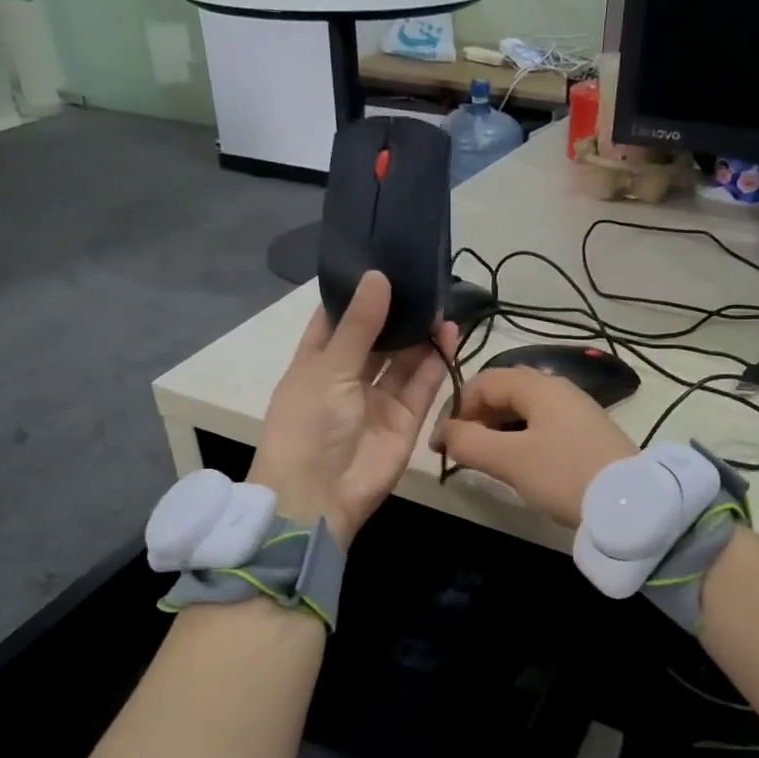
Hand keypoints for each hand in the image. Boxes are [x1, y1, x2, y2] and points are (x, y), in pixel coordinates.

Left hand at [248, 272, 455, 546]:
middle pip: (376, 337)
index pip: (337, 319)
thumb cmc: (309, 425)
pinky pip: (423, 384)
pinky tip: (449, 333)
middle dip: (397, 311)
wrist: (320, 496)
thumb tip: (378, 276)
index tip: (382, 261)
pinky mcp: (406, 418)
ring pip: (404, 359)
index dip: (357, 293)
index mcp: (316, 362)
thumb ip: (359, 325)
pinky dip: (436, 360)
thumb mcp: (328, 369)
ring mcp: (378, 398)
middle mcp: (348, 377)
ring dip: (420, 333)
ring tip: (442, 301)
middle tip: (424, 278)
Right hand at [433, 367, 635, 527]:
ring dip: (496, 430)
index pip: (483, 382)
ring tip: (484, 459)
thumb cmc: (564, 474)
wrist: (629, 503)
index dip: (455, 408)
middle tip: (461, 451)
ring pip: (522, 410)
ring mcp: (575, 410)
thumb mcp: (509, 460)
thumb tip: (445, 434)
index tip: (441, 443)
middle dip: (475, 418)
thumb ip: (468, 443)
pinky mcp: (586, 433)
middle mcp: (558, 388)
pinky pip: (541, 425)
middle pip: (503, 392)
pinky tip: (517, 463)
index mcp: (538, 385)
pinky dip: (519, 438)